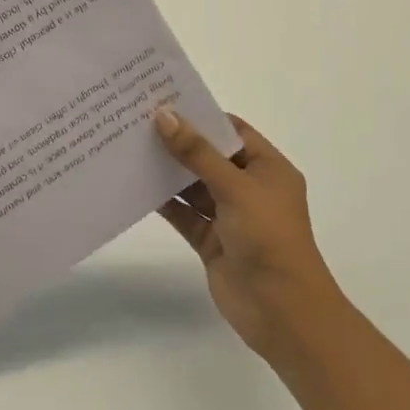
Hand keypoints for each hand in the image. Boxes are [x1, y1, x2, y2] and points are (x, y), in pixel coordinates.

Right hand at [152, 109, 339, 359]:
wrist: (281, 309)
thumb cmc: (269, 237)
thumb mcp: (235, 188)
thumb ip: (197, 153)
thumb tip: (164, 116)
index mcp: (268, 169)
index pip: (232, 131)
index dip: (202, 116)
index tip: (164, 100)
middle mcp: (249, 189)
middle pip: (209, 158)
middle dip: (178, 142)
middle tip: (137, 121)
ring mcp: (229, 216)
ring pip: (193, 186)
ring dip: (167, 172)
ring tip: (129, 148)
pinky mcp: (211, 240)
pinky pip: (184, 214)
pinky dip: (164, 202)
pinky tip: (135, 186)